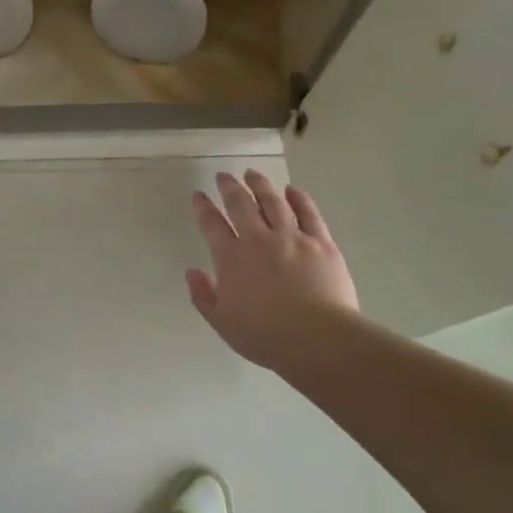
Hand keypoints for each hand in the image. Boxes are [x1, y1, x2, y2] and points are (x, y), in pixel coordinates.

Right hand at [187, 170, 361, 375]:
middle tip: (223, 176)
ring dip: (260, 185)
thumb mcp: (222, 322)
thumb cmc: (265, 335)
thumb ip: (203, 295)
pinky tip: (292, 190)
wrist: (317, 338)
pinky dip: (299, 198)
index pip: (212, 224)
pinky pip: (308, 213)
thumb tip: (192, 272)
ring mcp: (292, 237)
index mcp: (232, 257)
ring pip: (273, 202)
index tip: (198, 195)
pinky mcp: (321, 242)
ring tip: (252, 173)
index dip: (203, 208)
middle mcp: (259, 239)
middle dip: (229, 187)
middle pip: (241, 204)